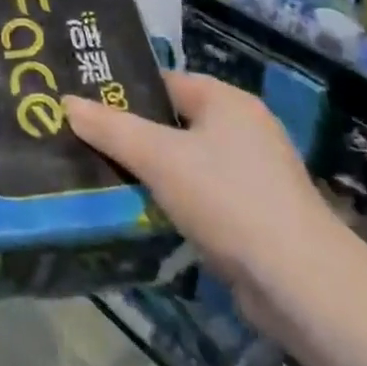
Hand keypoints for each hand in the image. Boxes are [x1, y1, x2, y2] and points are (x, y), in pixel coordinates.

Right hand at [64, 72, 342, 305]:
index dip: (125, 90)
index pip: (165, 82)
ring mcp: (253, 174)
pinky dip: (174, 201)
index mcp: (227, 101)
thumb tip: (66, 102)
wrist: (300, 284)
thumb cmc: (227, 199)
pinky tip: (143, 213)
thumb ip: (111, 128)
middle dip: (133, 134)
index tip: (85, 104)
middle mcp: (244, 129)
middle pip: (173, 122)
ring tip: (103, 176)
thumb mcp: (158, 157)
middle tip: (85, 140)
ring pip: (185, 162)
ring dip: (152, 171)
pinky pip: (201, 195)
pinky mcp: (255, 215)